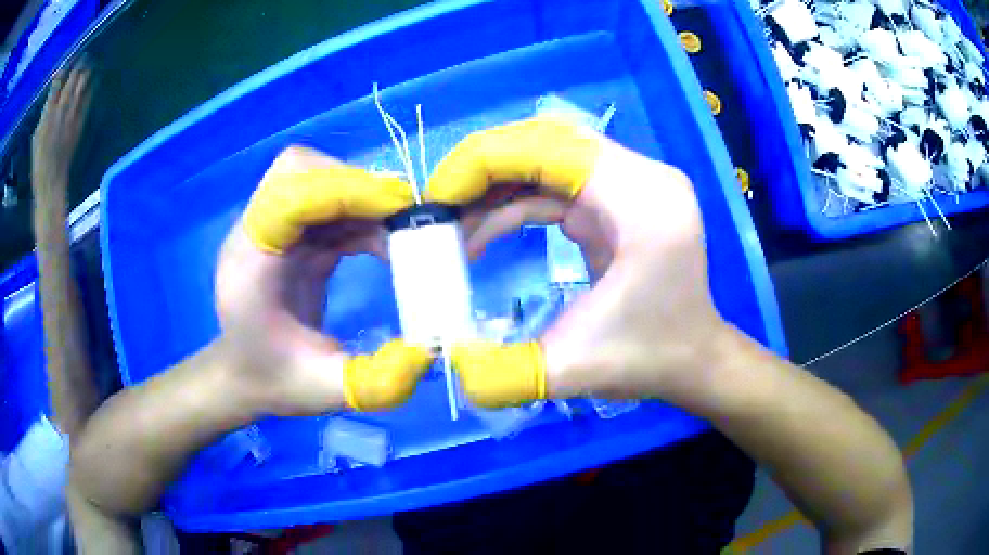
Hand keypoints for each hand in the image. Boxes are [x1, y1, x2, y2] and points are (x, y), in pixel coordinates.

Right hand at [32, 65, 91, 197]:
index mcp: (48, 113)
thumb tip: (51, 97)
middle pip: (73, 78)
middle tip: (82, 56)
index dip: (64, 69)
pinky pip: (88, 98)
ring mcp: (72, 114)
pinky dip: (91, 85)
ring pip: (82, 83)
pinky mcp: (80, 122)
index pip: (57, 82)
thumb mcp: (36, 137)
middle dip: (78, 64)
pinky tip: (94, 78)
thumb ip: (44, 114)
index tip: (68, 61)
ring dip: (86, 70)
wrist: (51, 182)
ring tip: (89, 61)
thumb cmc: (39, 162)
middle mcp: (61, 109)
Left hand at [215, 146, 432, 415]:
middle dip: (357, 185)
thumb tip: (432, 349)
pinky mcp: (292, 232)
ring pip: (318, 177)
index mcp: (250, 262)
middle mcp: (256, 232)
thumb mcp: (325, 390)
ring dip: (365, 198)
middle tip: (402, 221)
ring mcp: (273, 227)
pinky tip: (385, 246)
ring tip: (401, 236)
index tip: (398, 213)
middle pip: (300, 168)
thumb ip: (378, 379)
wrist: (243, 375)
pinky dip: (363, 214)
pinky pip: (329, 203)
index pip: (287, 195)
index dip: (345, 190)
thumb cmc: (274, 381)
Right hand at [426, 118, 730, 406]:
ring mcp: (630, 184)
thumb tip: (449, 363)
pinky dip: (514, 203)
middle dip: (482, 169)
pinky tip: (482, 234)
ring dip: (494, 188)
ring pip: (546, 159)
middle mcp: (640, 177)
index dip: (484, 162)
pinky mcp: (617, 200)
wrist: (692, 359)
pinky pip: (555, 184)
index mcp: (642, 200)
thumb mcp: (574, 370)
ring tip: (452, 226)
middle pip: (546, 142)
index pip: (551, 146)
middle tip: (437, 207)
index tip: (436, 199)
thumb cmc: (649, 358)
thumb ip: (505, 371)